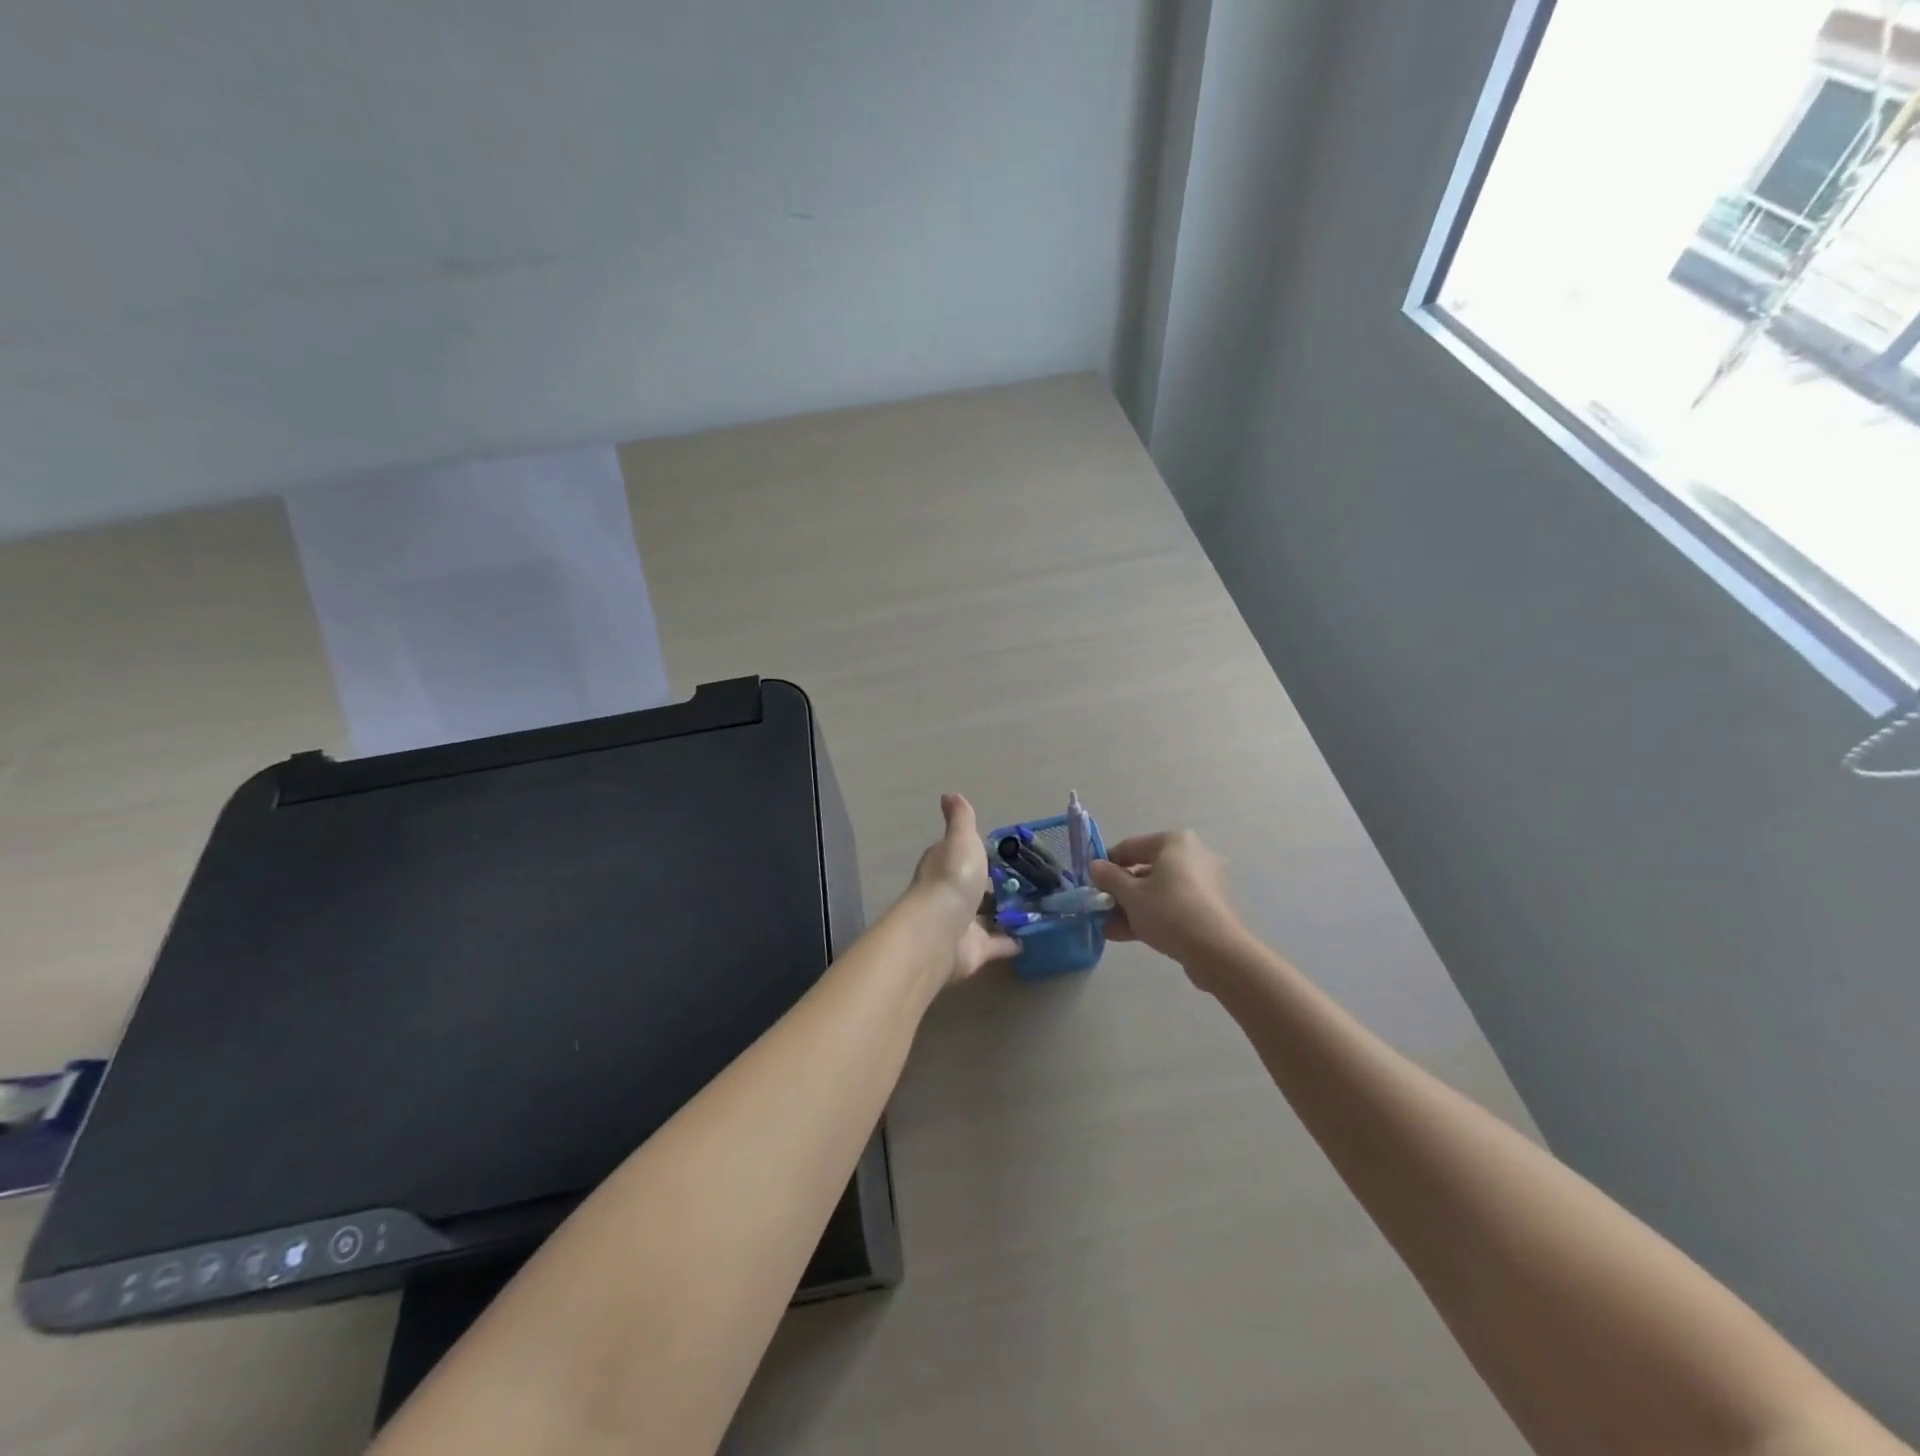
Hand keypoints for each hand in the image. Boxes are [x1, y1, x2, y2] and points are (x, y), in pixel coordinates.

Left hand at [908, 794, 1019, 984]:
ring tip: (1044, 906)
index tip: (1010, 854)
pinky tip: (1036, 935)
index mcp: (946, 865)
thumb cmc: (953, 877)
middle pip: (978, 888)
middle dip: (1000, 886)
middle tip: (1036, 882)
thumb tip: (948, 794)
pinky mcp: (976, 950)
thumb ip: (961, 819)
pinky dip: (1014, 940)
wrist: (941, 929)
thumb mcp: (962, 839)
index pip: (963, 856)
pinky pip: (999, 943)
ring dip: (1010, 913)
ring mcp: (964, 923)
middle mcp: (952, 894)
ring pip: (990, 917)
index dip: (982, 854)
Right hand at [1087, 830, 1246, 975]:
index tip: (1092, 884)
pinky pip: (1173, 905)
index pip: (1130, 847)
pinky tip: (1128, 935)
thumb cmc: (1169, 911)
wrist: (1217, 952)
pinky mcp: (1209, 907)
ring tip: (1109, 928)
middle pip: (1145, 870)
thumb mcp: (1130, 895)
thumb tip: (1095, 866)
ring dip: (1132, 907)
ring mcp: (1204, 882)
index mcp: (1175, 842)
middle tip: (1100, 909)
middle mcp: (1193, 855)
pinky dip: (1152, 916)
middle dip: (1120, 892)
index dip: (1107, 865)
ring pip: (1158, 891)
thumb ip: (1109, 878)